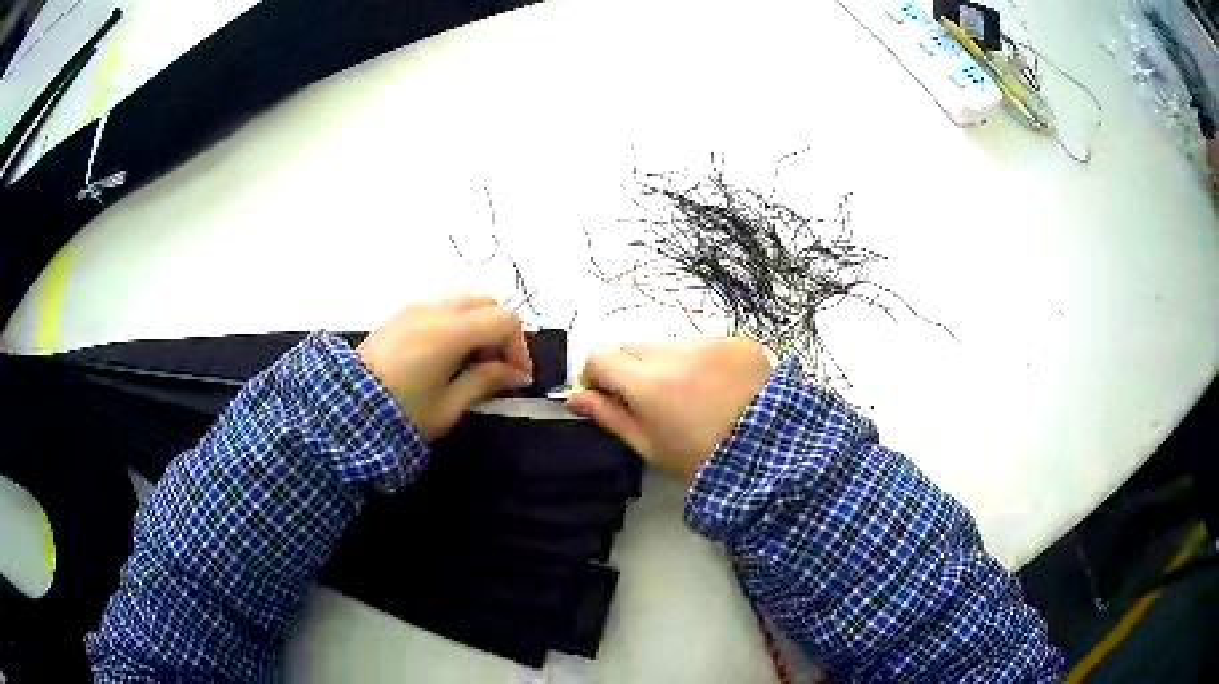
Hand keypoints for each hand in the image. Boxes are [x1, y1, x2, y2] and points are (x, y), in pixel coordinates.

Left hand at [357, 294, 532, 440]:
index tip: (517, 377)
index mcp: (450, 332)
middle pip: (486, 302)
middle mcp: (435, 309)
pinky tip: (446, 354)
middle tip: (497, 367)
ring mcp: (414, 307)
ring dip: (478, 324)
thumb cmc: (402, 413)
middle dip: (500, 332)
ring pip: (463, 301)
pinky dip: (456, 322)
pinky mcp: (399, 314)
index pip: (504, 320)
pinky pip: (440, 307)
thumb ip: (486, 382)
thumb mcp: (449, 406)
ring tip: (472, 362)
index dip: (519, 347)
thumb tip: (516, 374)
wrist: (346, 410)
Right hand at [566, 338, 771, 481]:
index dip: (595, 375)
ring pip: (669, 344)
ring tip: (690, 397)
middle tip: (648, 400)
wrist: (772, 454)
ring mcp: (710, 343)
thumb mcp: (649, 445)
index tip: (606, 396)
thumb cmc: (701, 459)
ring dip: (667, 364)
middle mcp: (676, 352)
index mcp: (649, 383)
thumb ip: (609, 416)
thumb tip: (576, 397)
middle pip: (633, 346)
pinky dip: (701, 362)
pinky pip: (704, 345)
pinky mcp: (738, 341)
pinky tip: (718, 389)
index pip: (600, 356)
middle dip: (630, 368)